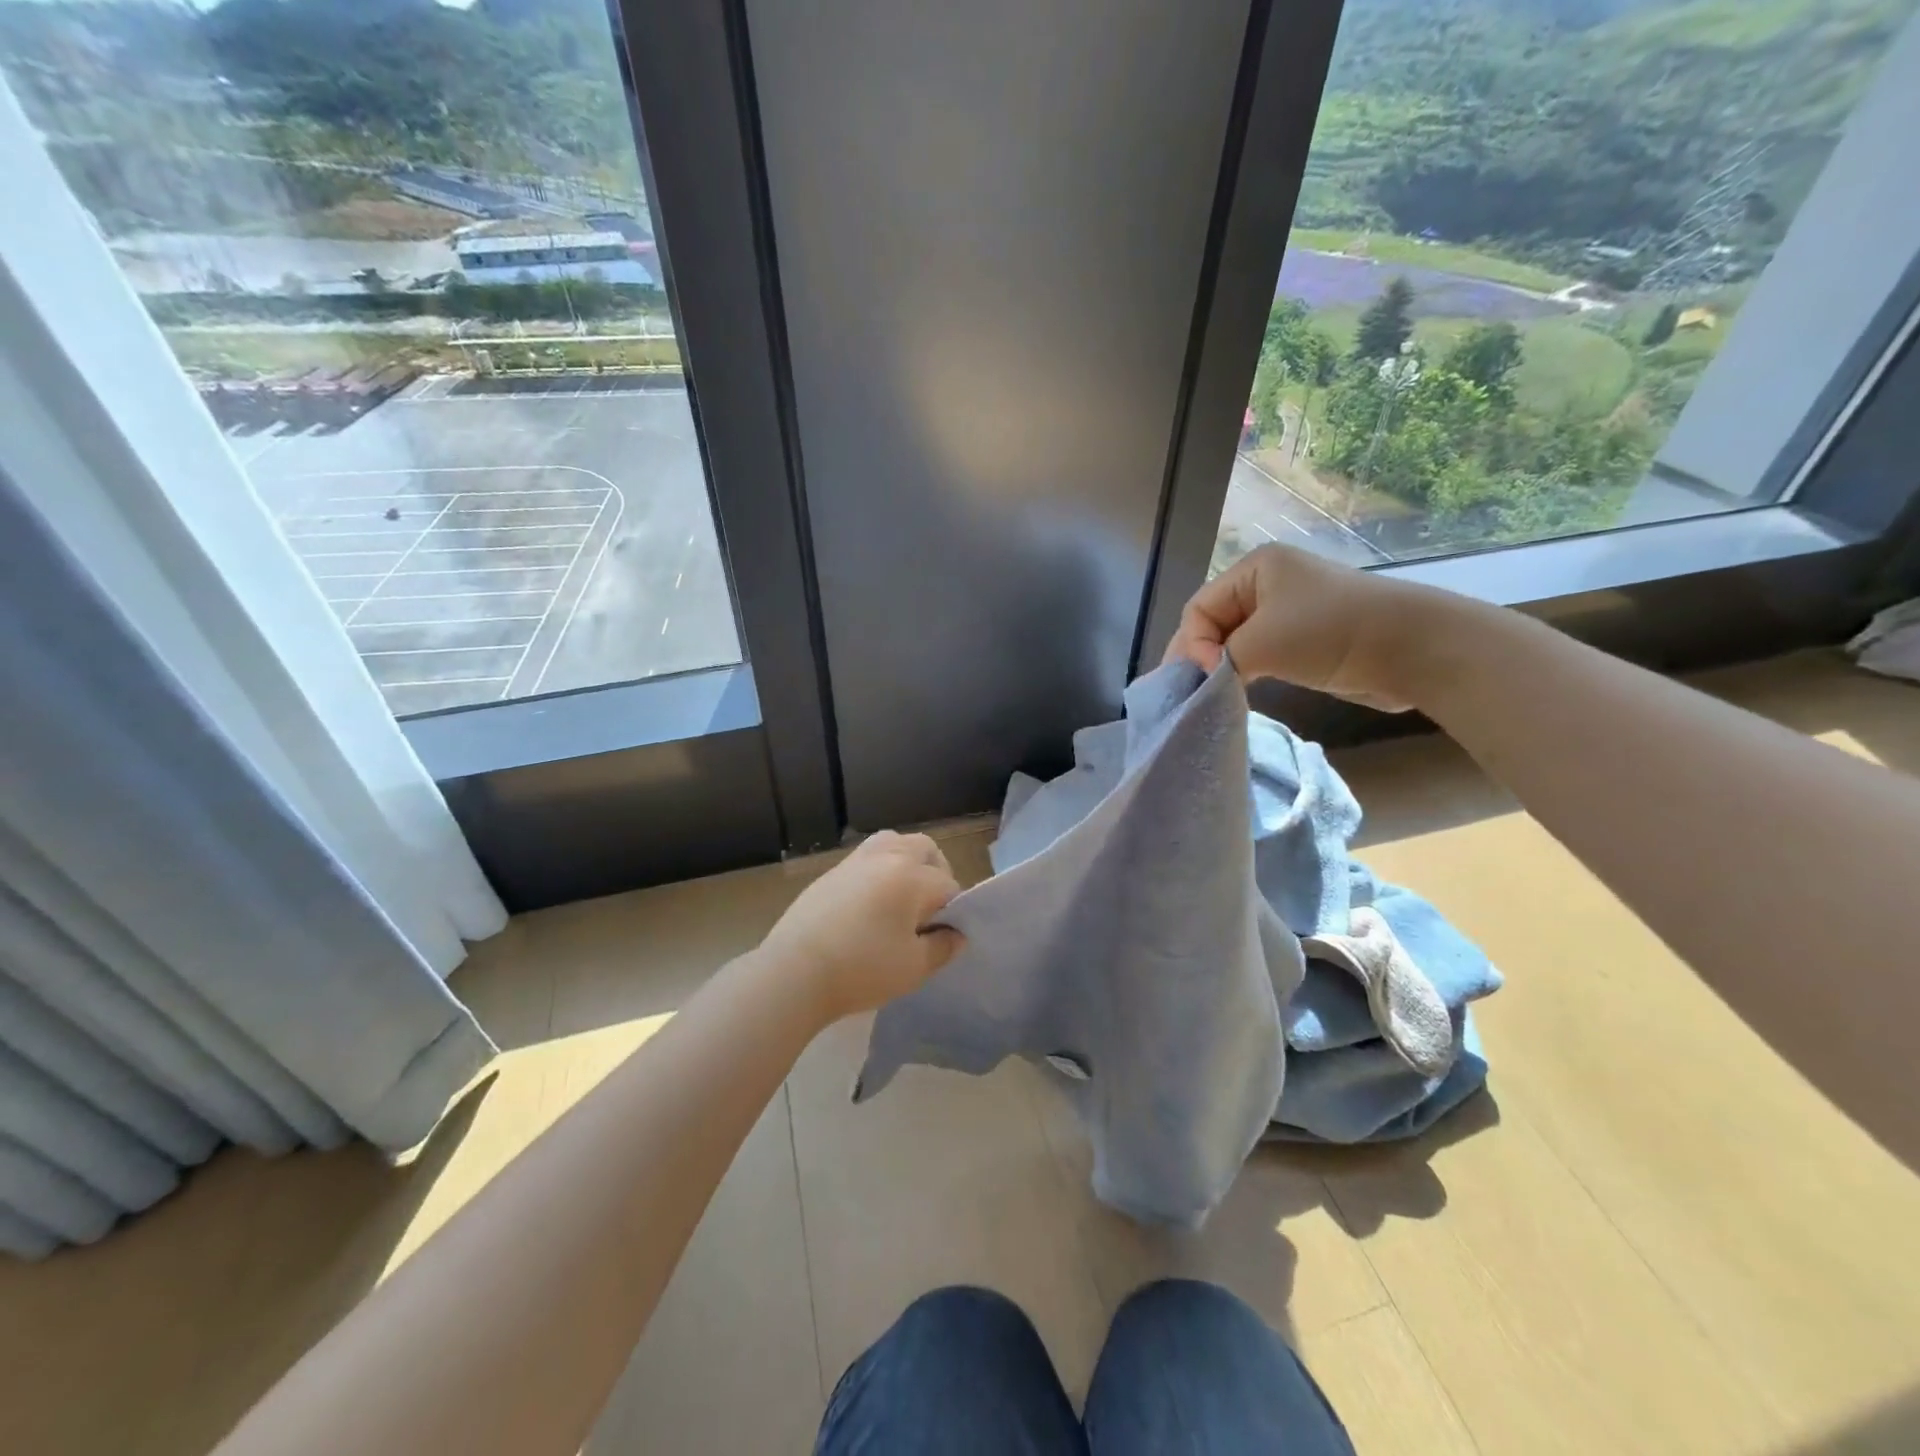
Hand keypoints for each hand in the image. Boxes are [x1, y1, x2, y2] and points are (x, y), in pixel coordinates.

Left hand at [759, 831, 964, 1020]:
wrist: (794, 972)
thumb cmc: (862, 969)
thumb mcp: (913, 968)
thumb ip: (943, 947)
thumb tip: (956, 934)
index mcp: (912, 877)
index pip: (948, 886)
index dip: (953, 913)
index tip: (942, 937)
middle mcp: (886, 857)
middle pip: (925, 848)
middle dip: (936, 873)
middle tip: (928, 909)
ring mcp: (855, 861)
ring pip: (893, 843)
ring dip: (906, 862)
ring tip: (900, 898)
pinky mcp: (831, 872)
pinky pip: (866, 858)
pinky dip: (879, 870)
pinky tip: (869, 905)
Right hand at [1163, 542, 1448, 710]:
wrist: (1412, 648)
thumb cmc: (1330, 632)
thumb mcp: (1262, 642)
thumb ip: (1219, 660)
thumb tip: (1203, 682)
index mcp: (1254, 568)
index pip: (1199, 608)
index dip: (1193, 644)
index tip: (1207, 677)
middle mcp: (1267, 584)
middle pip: (1214, 623)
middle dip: (1203, 656)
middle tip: (1196, 693)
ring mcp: (1288, 612)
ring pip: (1235, 642)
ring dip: (1223, 668)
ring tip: (1214, 695)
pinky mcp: (1304, 640)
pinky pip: (1259, 655)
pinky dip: (1245, 672)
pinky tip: (1239, 692)